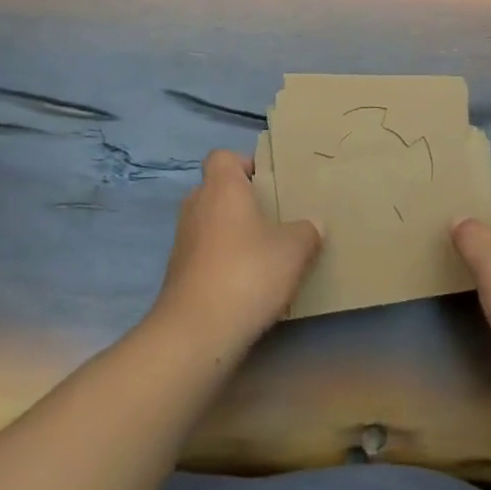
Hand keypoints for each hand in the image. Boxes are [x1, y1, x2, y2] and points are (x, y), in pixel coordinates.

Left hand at [150, 149, 321, 360]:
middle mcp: (196, 206)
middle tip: (272, 217)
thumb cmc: (247, 273)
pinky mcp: (177, 275)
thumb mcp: (294, 250)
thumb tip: (313, 225)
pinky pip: (204, 255)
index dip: (244, 164)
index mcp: (222, 188)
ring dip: (231, 234)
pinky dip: (221, 262)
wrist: (195, 333)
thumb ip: (307, 231)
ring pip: (209, 224)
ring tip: (263, 253)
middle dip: (241, 201)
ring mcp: (182, 242)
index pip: (222, 157)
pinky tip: (246, 284)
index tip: (268, 183)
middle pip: (216, 190)